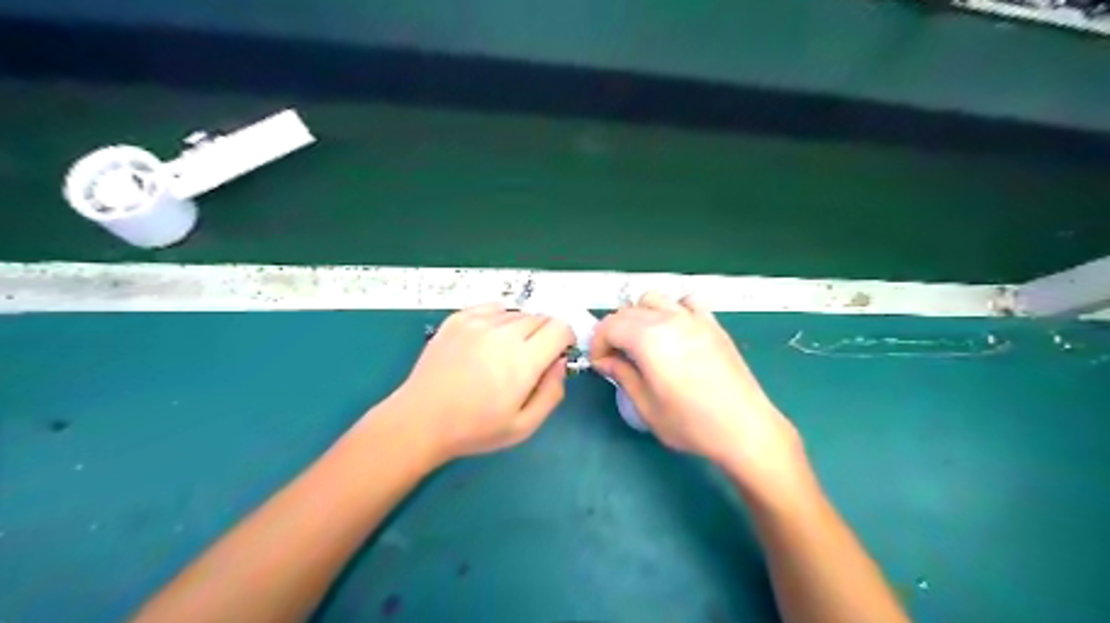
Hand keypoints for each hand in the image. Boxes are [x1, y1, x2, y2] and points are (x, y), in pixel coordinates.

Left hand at [389, 303, 575, 461]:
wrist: (421, 420)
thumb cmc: (475, 429)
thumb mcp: (524, 426)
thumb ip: (552, 392)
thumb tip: (560, 362)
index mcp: (523, 360)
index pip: (560, 327)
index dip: (564, 340)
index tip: (555, 355)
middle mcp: (503, 333)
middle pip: (540, 317)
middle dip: (544, 335)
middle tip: (530, 360)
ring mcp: (477, 322)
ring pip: (516, 313)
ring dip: (521, 328)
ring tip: (504, 353)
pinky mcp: (458, 318)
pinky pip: (492, 308)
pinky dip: (498, 319)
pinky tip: (488, 340)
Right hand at [590, 292, 807, 497]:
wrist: (745, 428)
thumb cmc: (691, 424)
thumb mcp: (646, 406)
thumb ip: (622, 375)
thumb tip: (605, 361)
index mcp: (649, 339)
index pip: (610, 326)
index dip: (597, 343)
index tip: (600, 364)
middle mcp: (670, 320)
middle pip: (628, 311)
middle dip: (614, 331)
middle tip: (616, 358)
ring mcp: (694, 318)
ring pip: (654, 299)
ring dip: (640, 315)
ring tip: (643, 342)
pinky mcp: (713, 324)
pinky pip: (687, 301)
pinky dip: (673, 309)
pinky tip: (676, 331)